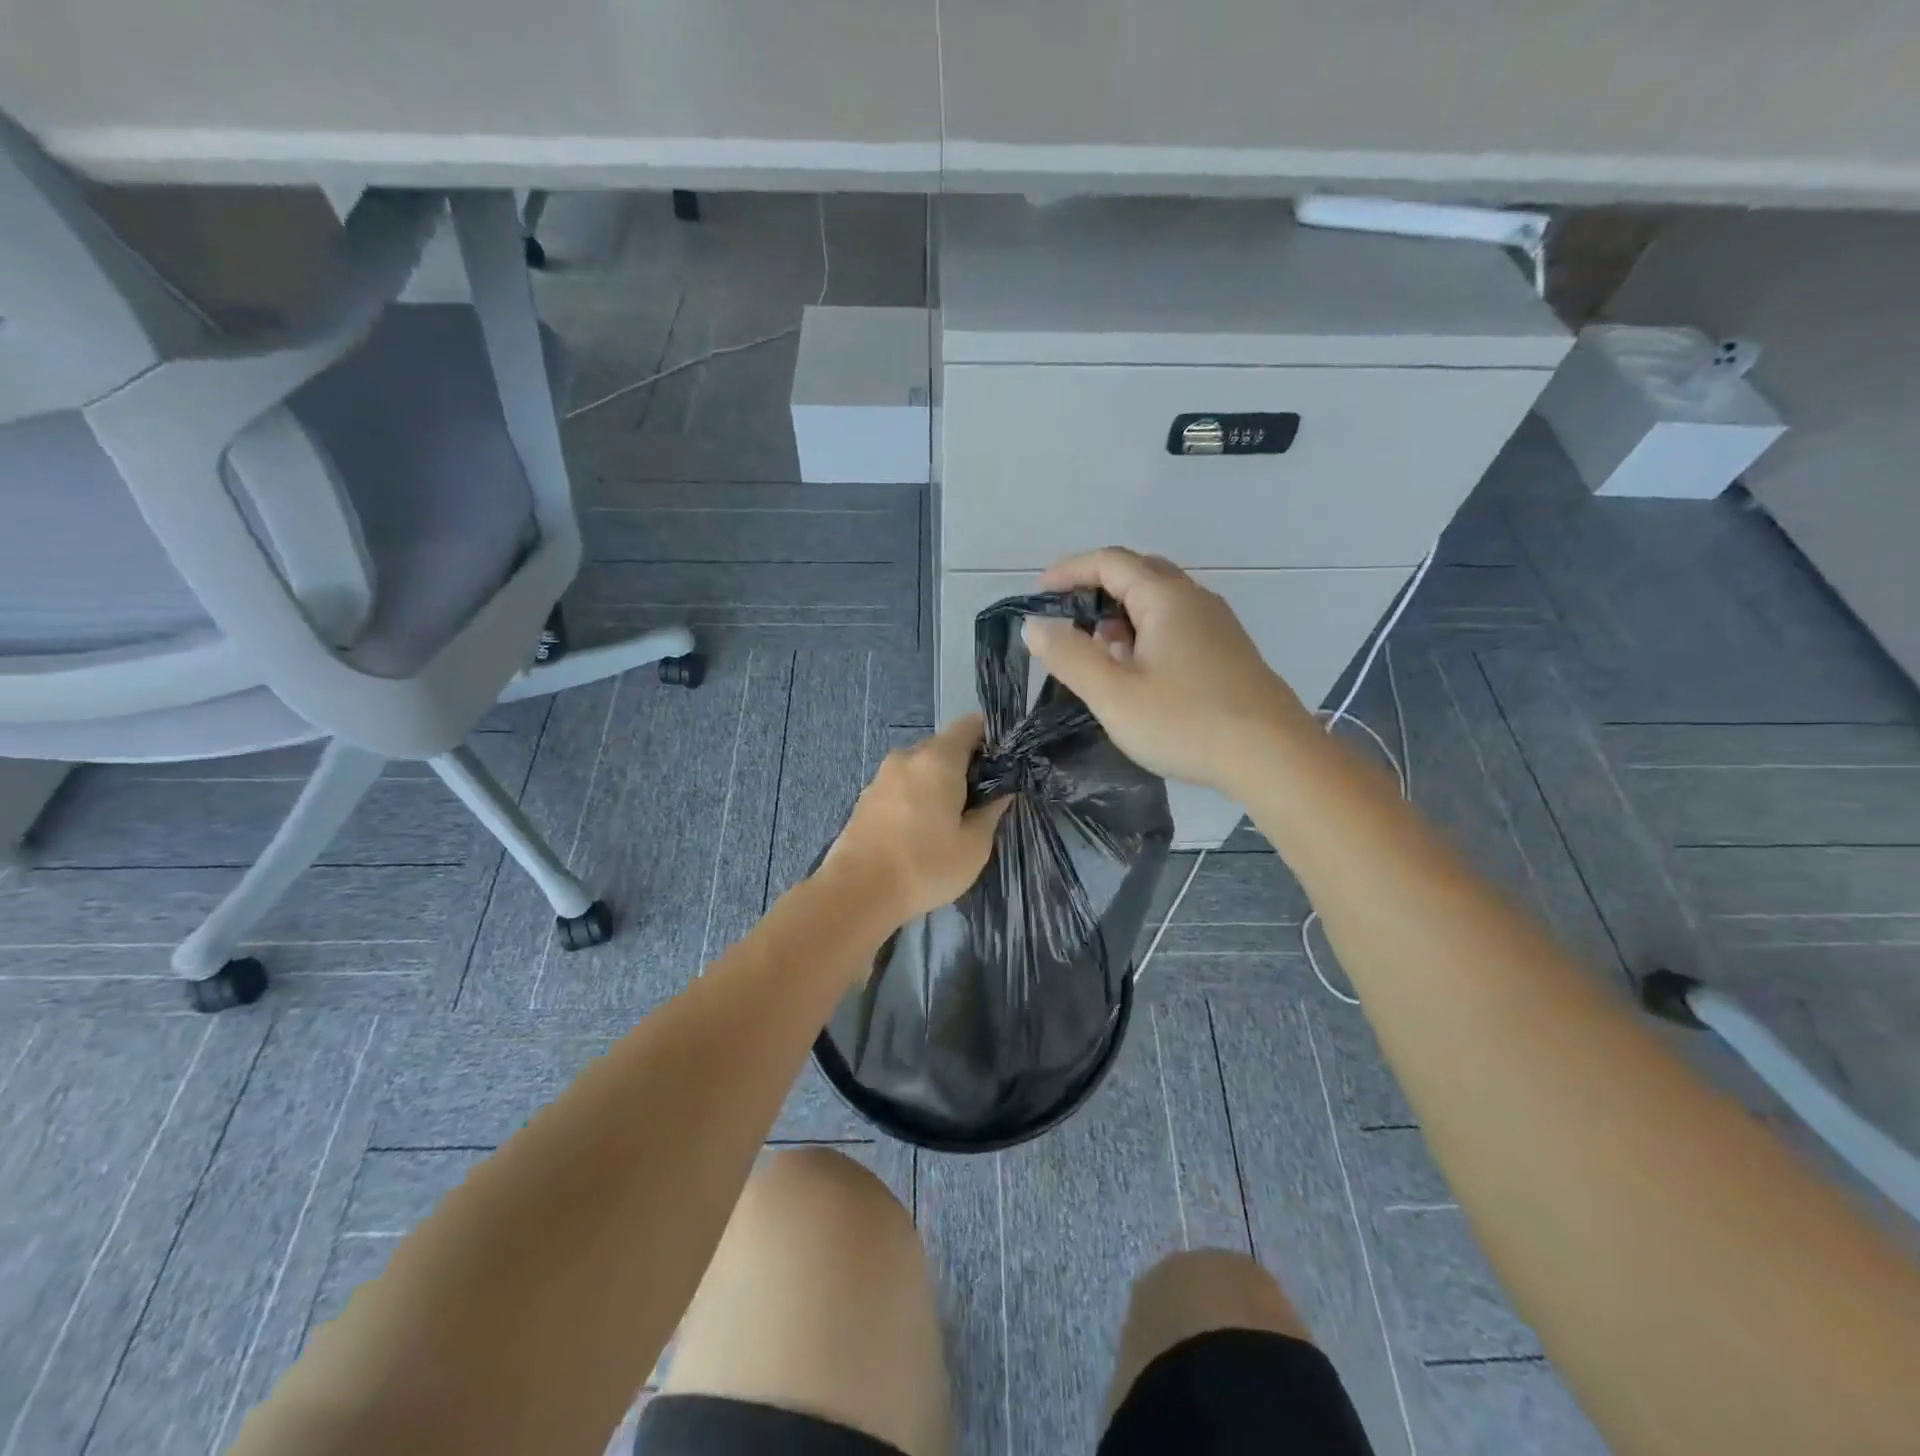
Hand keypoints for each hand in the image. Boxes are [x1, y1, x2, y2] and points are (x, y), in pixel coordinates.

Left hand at [821, 715, 1011, 929]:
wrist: (857, 892)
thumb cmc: (925, 865)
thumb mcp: (974, 846)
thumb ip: (991, 812)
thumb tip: (1001, 793)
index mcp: (938, 759)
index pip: (970, 725)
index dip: (991, 738)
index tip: (1003, 764)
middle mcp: (907, 757)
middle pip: (943, 747)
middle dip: (964, 766)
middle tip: (980, 800)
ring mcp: (881, 776)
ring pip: (920, 768)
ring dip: (936, 784)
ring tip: (949, 820)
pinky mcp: (865, 798)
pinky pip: (900, 787)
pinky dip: (914, 798)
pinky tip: (919, 830)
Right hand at [1021, 548, 1313, 791]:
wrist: (1274, 757)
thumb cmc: (1186, 722)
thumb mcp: (1113, 694)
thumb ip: (1070, 656)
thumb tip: (1035, 625)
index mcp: (1166, 598)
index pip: (1110, 562)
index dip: (1070, 570)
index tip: (1039, 592)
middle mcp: (1195, 600)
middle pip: (1139, 573)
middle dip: (1097, 587)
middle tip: (1068, 617)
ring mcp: (1218, 626)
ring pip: (1160, 601)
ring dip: (1122, 614)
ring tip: (1097, 650)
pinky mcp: (1229, 653)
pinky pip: (1177, 625)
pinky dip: (1146, 633)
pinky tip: (1138, 671)